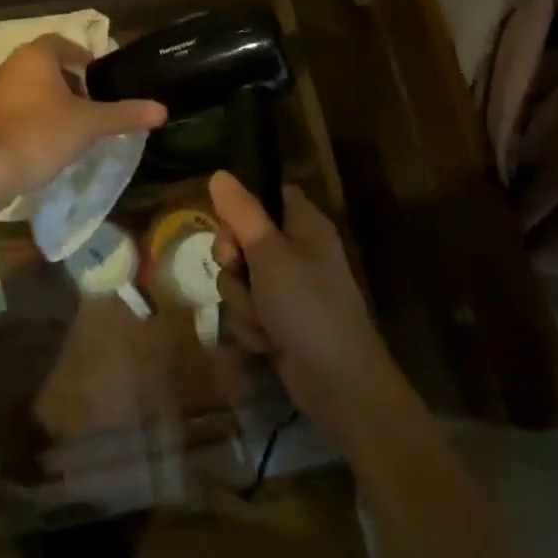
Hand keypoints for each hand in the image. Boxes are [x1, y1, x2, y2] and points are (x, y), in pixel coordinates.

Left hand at [0, 34, 167, 196]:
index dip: (85, 60)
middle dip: (70, 82)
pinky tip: (47, 140)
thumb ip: (125, 114)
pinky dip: (33, 115)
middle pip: (47, 65)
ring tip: (73, 125)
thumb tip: (162, 110)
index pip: (64, 45)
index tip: (101, 83)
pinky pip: (16, 106)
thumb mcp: (90, 124)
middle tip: (91, 106)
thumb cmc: (41, 134)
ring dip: (52, 100)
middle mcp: (11, 64)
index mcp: (36, 55)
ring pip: (31, 86)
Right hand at [210, 172, 400, 445]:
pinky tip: (266, 341)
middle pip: (243, 238)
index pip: (266, 196)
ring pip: (240, 278)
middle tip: (239, 271)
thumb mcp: (269, 253)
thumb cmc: (307, 306)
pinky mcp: (279, 320)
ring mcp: (288, 289)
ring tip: (262, 319)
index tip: (231, 227)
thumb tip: (219, 173)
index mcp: (304, 225)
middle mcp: (296, 251)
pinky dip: (251, 326)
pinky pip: (247, 309)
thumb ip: (241, 213)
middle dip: (233, 262)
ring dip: (242, 301)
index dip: (241, 208)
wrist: (338, 383)